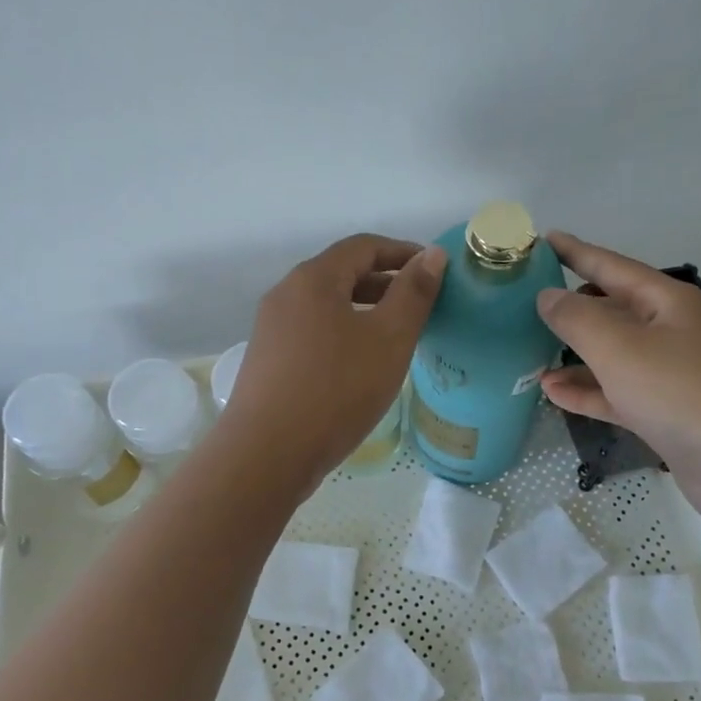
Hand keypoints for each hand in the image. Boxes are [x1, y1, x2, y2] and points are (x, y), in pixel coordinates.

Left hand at [222, 234, 446, 483]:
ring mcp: (272, 329)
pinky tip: (360, 365)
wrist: (266, 454)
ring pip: (327, 306)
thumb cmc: (336, 390)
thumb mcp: (389, 339)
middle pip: (342, 273)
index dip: (403, 252)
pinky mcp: (268, 360)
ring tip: (396, 336)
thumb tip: (432, 254)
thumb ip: (414, 293)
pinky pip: (313, 332)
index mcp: (313, 279)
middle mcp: (286, 294)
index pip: (364, 246)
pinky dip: (343, 333)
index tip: (434, 271)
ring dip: (364, 310)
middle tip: (421, 305)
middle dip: (385, 282)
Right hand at [536, 232, 700, 529]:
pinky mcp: (669, 417)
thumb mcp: (621, 348)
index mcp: (667, 302)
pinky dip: (588, 392)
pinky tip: (552, 393)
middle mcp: (671, 332)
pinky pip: (619, 395)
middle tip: (526, 302)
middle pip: (614, 310)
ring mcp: (672, 377)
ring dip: (574, 354)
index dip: (576, 252)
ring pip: (614, 356)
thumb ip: (578, 319)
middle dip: (573, 305)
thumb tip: (548, 296)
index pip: (612, 267)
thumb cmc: (684, 392)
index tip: (543, 239)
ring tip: (529, 351)